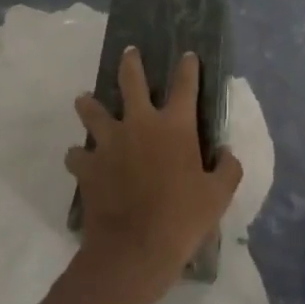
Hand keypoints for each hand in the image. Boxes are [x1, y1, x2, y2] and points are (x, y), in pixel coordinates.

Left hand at [68, 48, 242, 303]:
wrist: (134, 251)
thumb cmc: (182, 220)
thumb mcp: (218, 197)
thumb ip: (227, 169)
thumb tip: (227, 152)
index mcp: (174, 126)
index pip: (185, 85)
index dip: (188, 67)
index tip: (188, 55)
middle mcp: (140, 123)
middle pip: (131, 81)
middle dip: (130, 63)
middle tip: (129, 52)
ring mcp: (109, 142)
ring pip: (92, 111)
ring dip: (89, 104)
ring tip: (85, 99)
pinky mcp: (88, 166)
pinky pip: (77, 153)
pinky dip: (79, 154)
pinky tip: (80, 158)